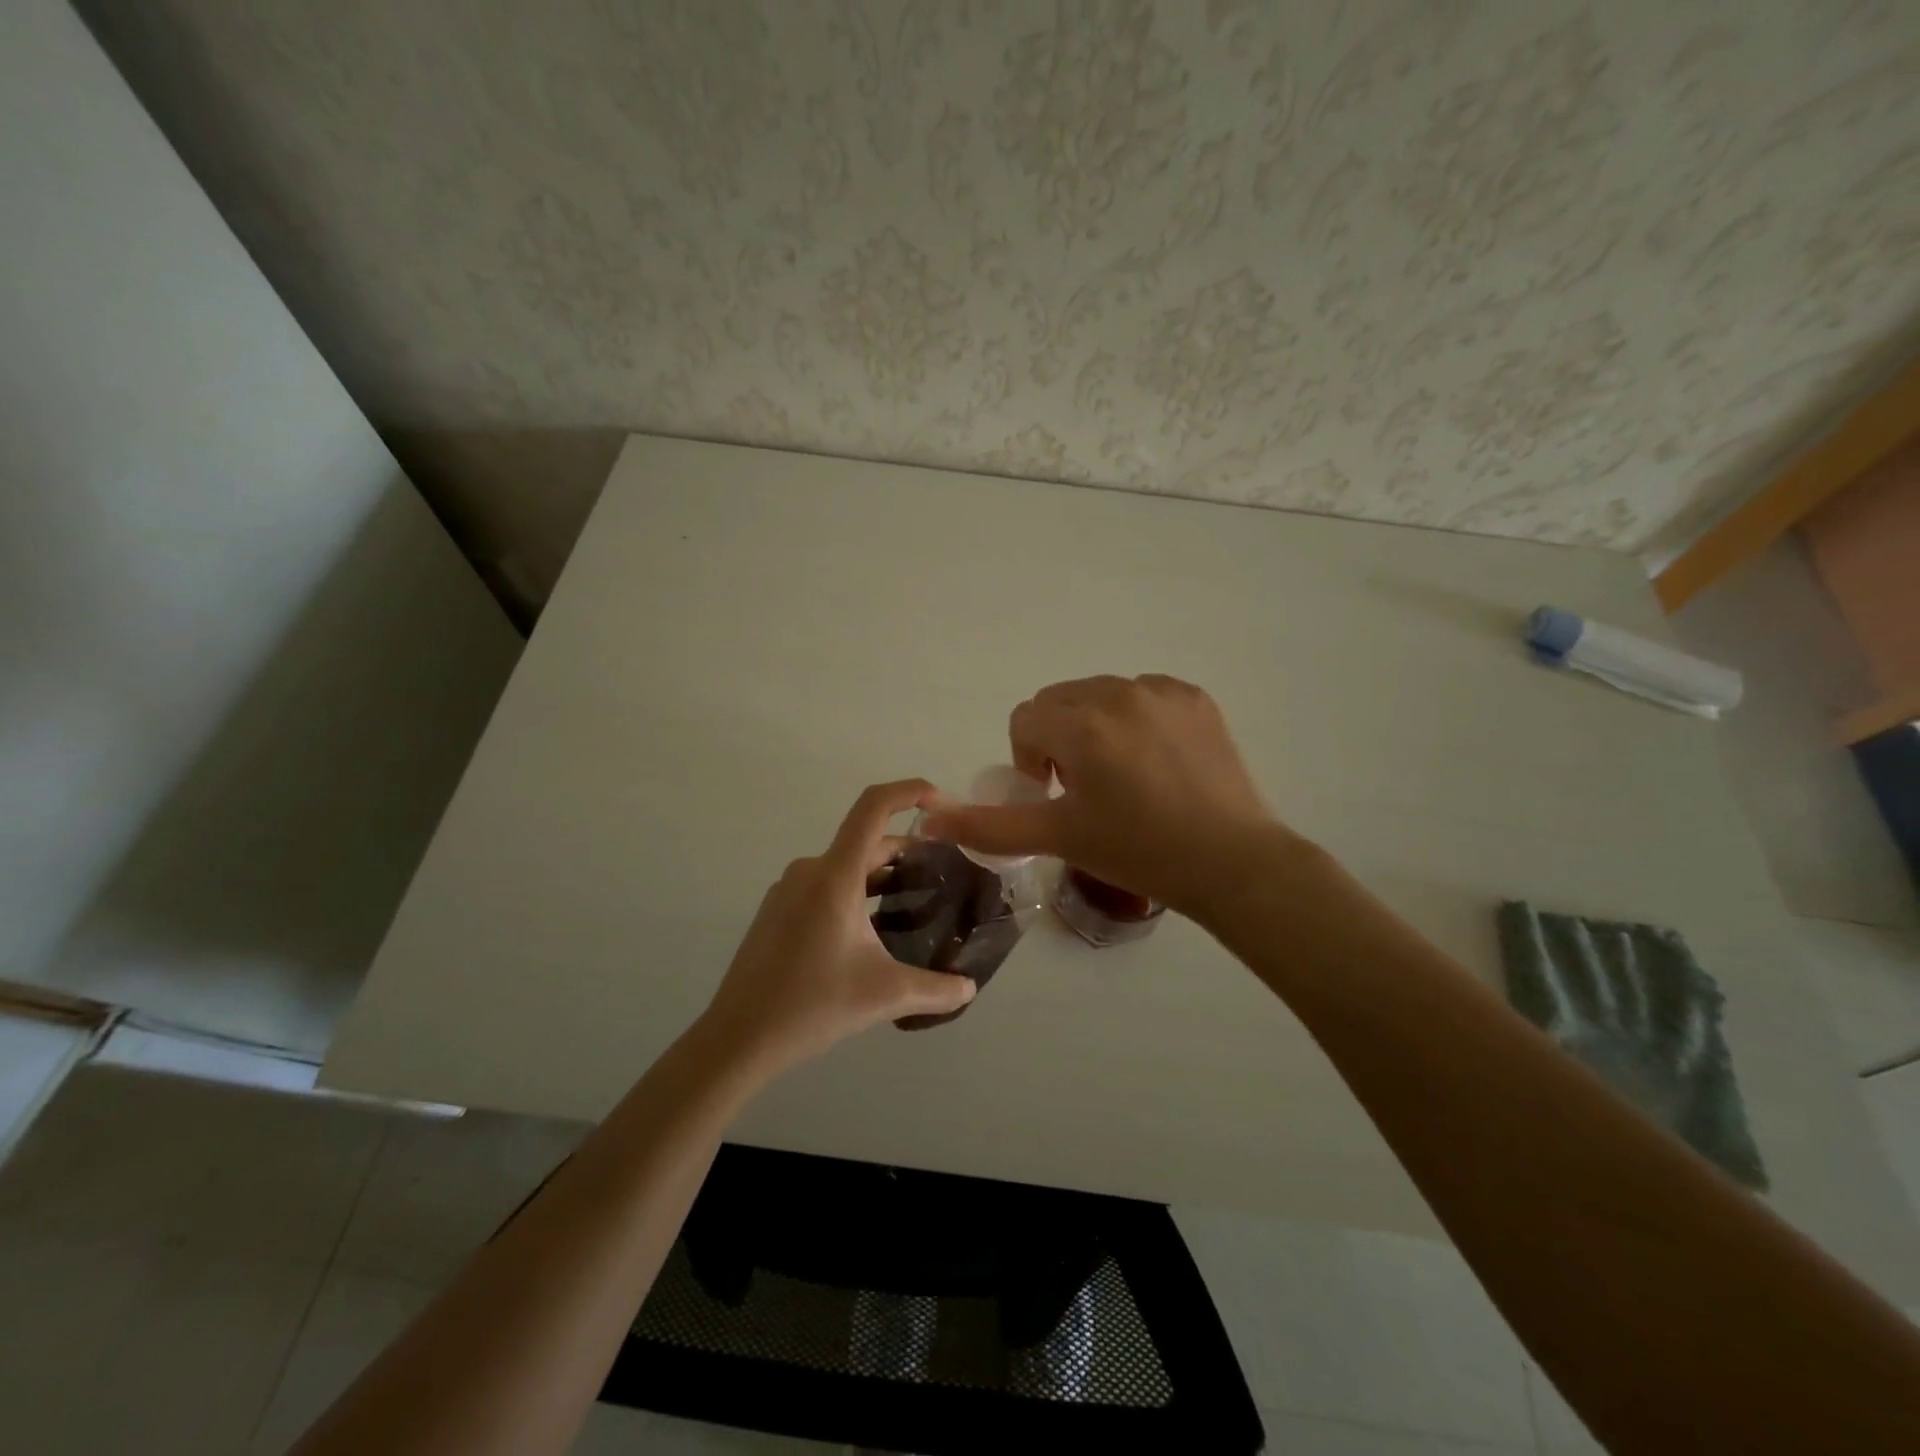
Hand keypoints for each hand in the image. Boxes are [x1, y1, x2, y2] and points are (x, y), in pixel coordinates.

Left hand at [700, 780, 977, 1077]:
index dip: (910, 792)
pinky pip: (826, 885)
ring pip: (847, 866)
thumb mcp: (884, 995)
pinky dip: (857, 892)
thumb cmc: (812, 1005)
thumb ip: (936, 990)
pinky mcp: (778, 911)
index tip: (943, 803)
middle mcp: (810, 870)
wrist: (737, 1039)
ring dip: (883, 875)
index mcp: (835, 875)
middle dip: (909, 850)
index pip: (874, 807)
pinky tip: (874, 929)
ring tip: (917, 901)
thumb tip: (969, 987)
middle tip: (945, 873)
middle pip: (866, 841)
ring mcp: (789, 890)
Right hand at [923, 675, 1285, 916]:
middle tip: (1085, 788)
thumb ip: (988, 825)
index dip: (1030, 759)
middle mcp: (1120, 692)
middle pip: (1059, 701)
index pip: (1025, 720)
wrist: (1232, 862)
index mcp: (1083, 725)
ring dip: (1094, 726)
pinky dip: (1135, 718)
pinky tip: (1156, 761)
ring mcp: (1162, 691)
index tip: (1056, 795)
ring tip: (1122, 775)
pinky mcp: (1195, 697)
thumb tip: (927, 820)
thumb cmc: (1139, 852)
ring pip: (1100, 694)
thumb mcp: (1058, 837)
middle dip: (1058, 739)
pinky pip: (1142, 694)